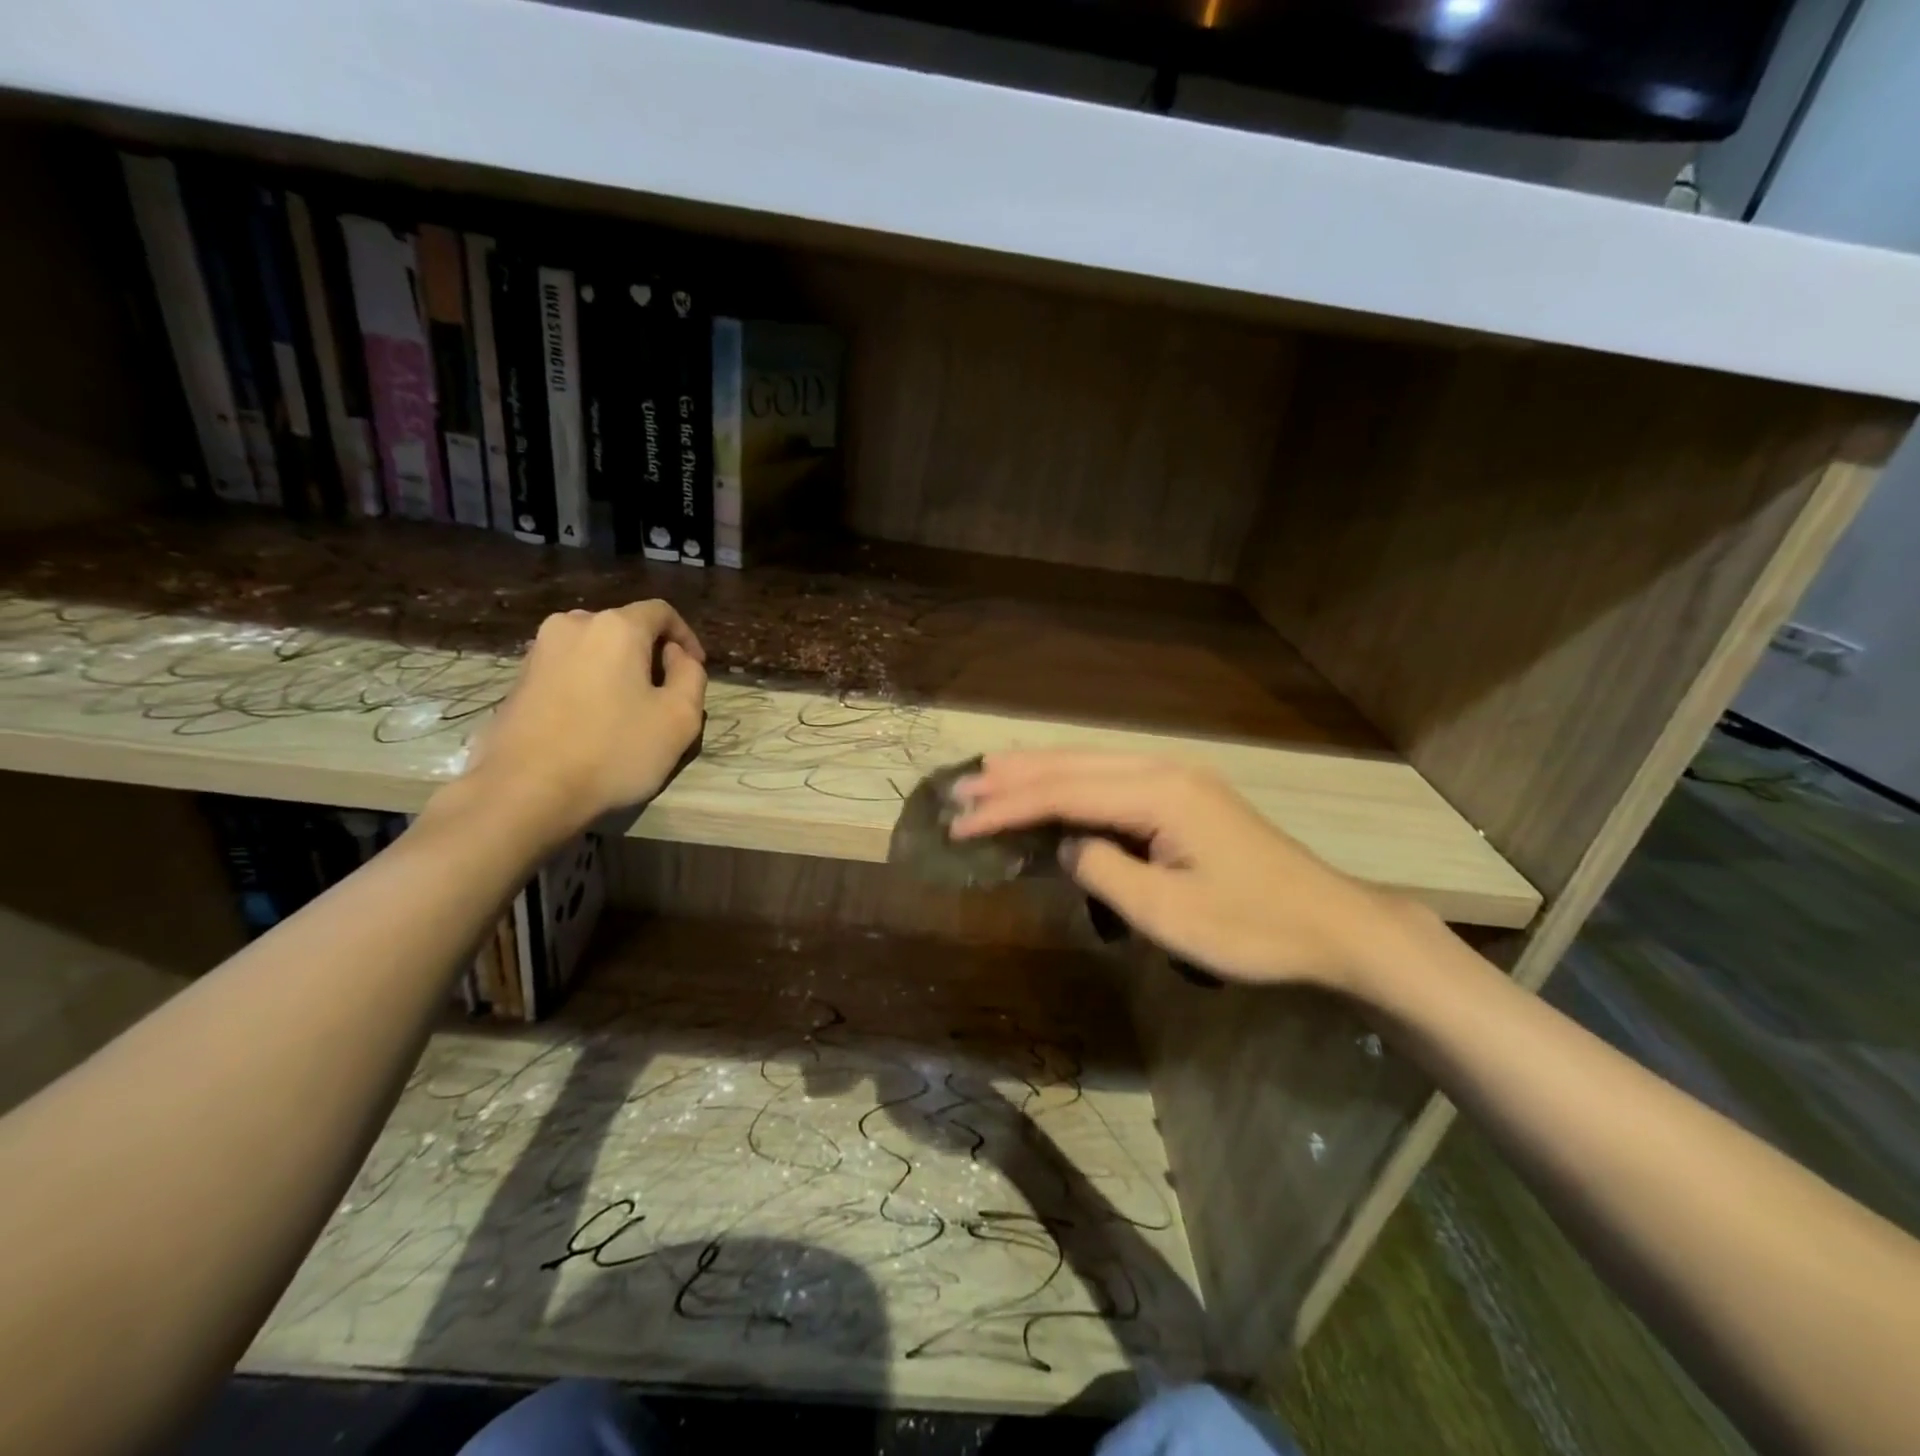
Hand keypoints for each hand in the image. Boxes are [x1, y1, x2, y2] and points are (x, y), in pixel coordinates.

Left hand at [458, 601, 706, 841]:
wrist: (525, 791)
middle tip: (665, 695)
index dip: (686, 637)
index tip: (695, 670)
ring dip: (619, 669)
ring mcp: (539, 650)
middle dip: (651, 654)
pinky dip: (590, 683)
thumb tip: (676, 657)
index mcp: (616, 627)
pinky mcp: (519, 678)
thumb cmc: (614, 751)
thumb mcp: (680, 718)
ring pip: (595, 648)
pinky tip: (594, 721)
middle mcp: (573, 625)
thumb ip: (691, 676)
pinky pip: (569, 668)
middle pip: (626, 628)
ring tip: (629, 709)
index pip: (662, 612)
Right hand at [949, 751, 1426, 992]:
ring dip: (1038, 772)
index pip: (1064, 794)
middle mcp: (1164, 771)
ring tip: (988, 774)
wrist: (1333, 925)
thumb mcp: (1168, 913)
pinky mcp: (1184, 796)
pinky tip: (1051, 787)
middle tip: (959, 788)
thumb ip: (1103, 872)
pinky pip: (1112, 780)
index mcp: (1160, 793)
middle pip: (1073, 766)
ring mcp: (1177, 779)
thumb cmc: (1252, 927)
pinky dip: (1071, 784)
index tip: (960, 822)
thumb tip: (1065, 846)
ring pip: (1091, 765)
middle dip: (1012, 778)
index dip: (1008, 807)